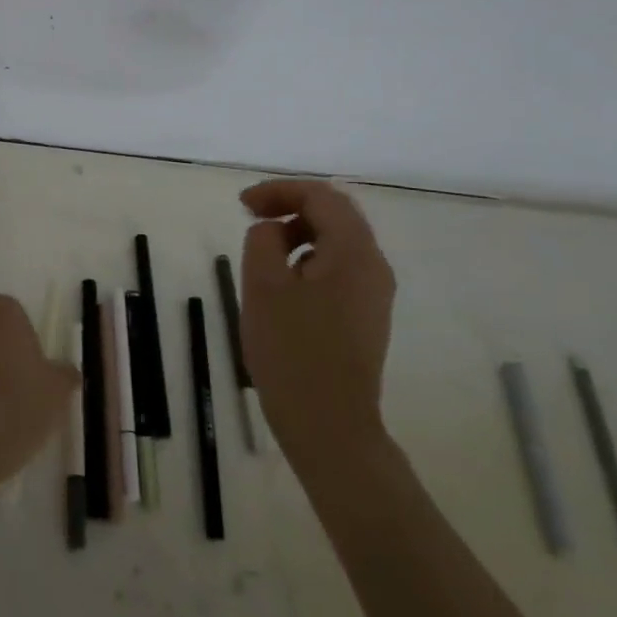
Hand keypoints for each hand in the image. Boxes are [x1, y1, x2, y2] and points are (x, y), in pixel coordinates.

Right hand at [239, 179, 396, 457]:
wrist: (329, 425)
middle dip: (291, 206)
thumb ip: (264, 239)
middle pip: (335, 214)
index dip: (279, 190)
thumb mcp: (263, 285)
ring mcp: (374, 293)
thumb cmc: (292, 351)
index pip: (320, 196)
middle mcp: (374, 266)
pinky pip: (339, 268)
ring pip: (337, 241)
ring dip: (299, 232)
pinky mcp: (366, 316)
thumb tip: (274, 230)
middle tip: (251, 217)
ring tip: (262, 251)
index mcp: (354, 252)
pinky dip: (309, 257)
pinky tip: (283, 281)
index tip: (242, 205)